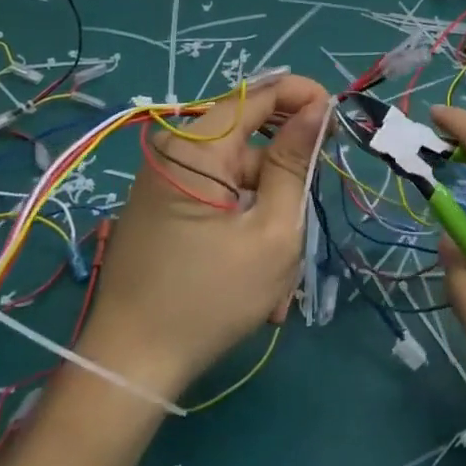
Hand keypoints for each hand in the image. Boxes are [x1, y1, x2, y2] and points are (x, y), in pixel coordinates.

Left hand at [76, 75, 330, 401]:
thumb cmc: (209, 299)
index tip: (337, 119)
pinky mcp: (165, 208)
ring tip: (281, 278)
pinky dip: (245, 227)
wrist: (128, 369)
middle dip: (287, 176)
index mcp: (196, 148)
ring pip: (239, 178)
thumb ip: (294, 163)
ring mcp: (167, 182)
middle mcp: (175, 153)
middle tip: (313, 208)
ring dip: (268, 216)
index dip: (303, 97)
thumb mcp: (272, 231)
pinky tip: (256, 279)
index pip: (258, 95)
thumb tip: (317, 108)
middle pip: (250, 140)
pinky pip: (219, 199)